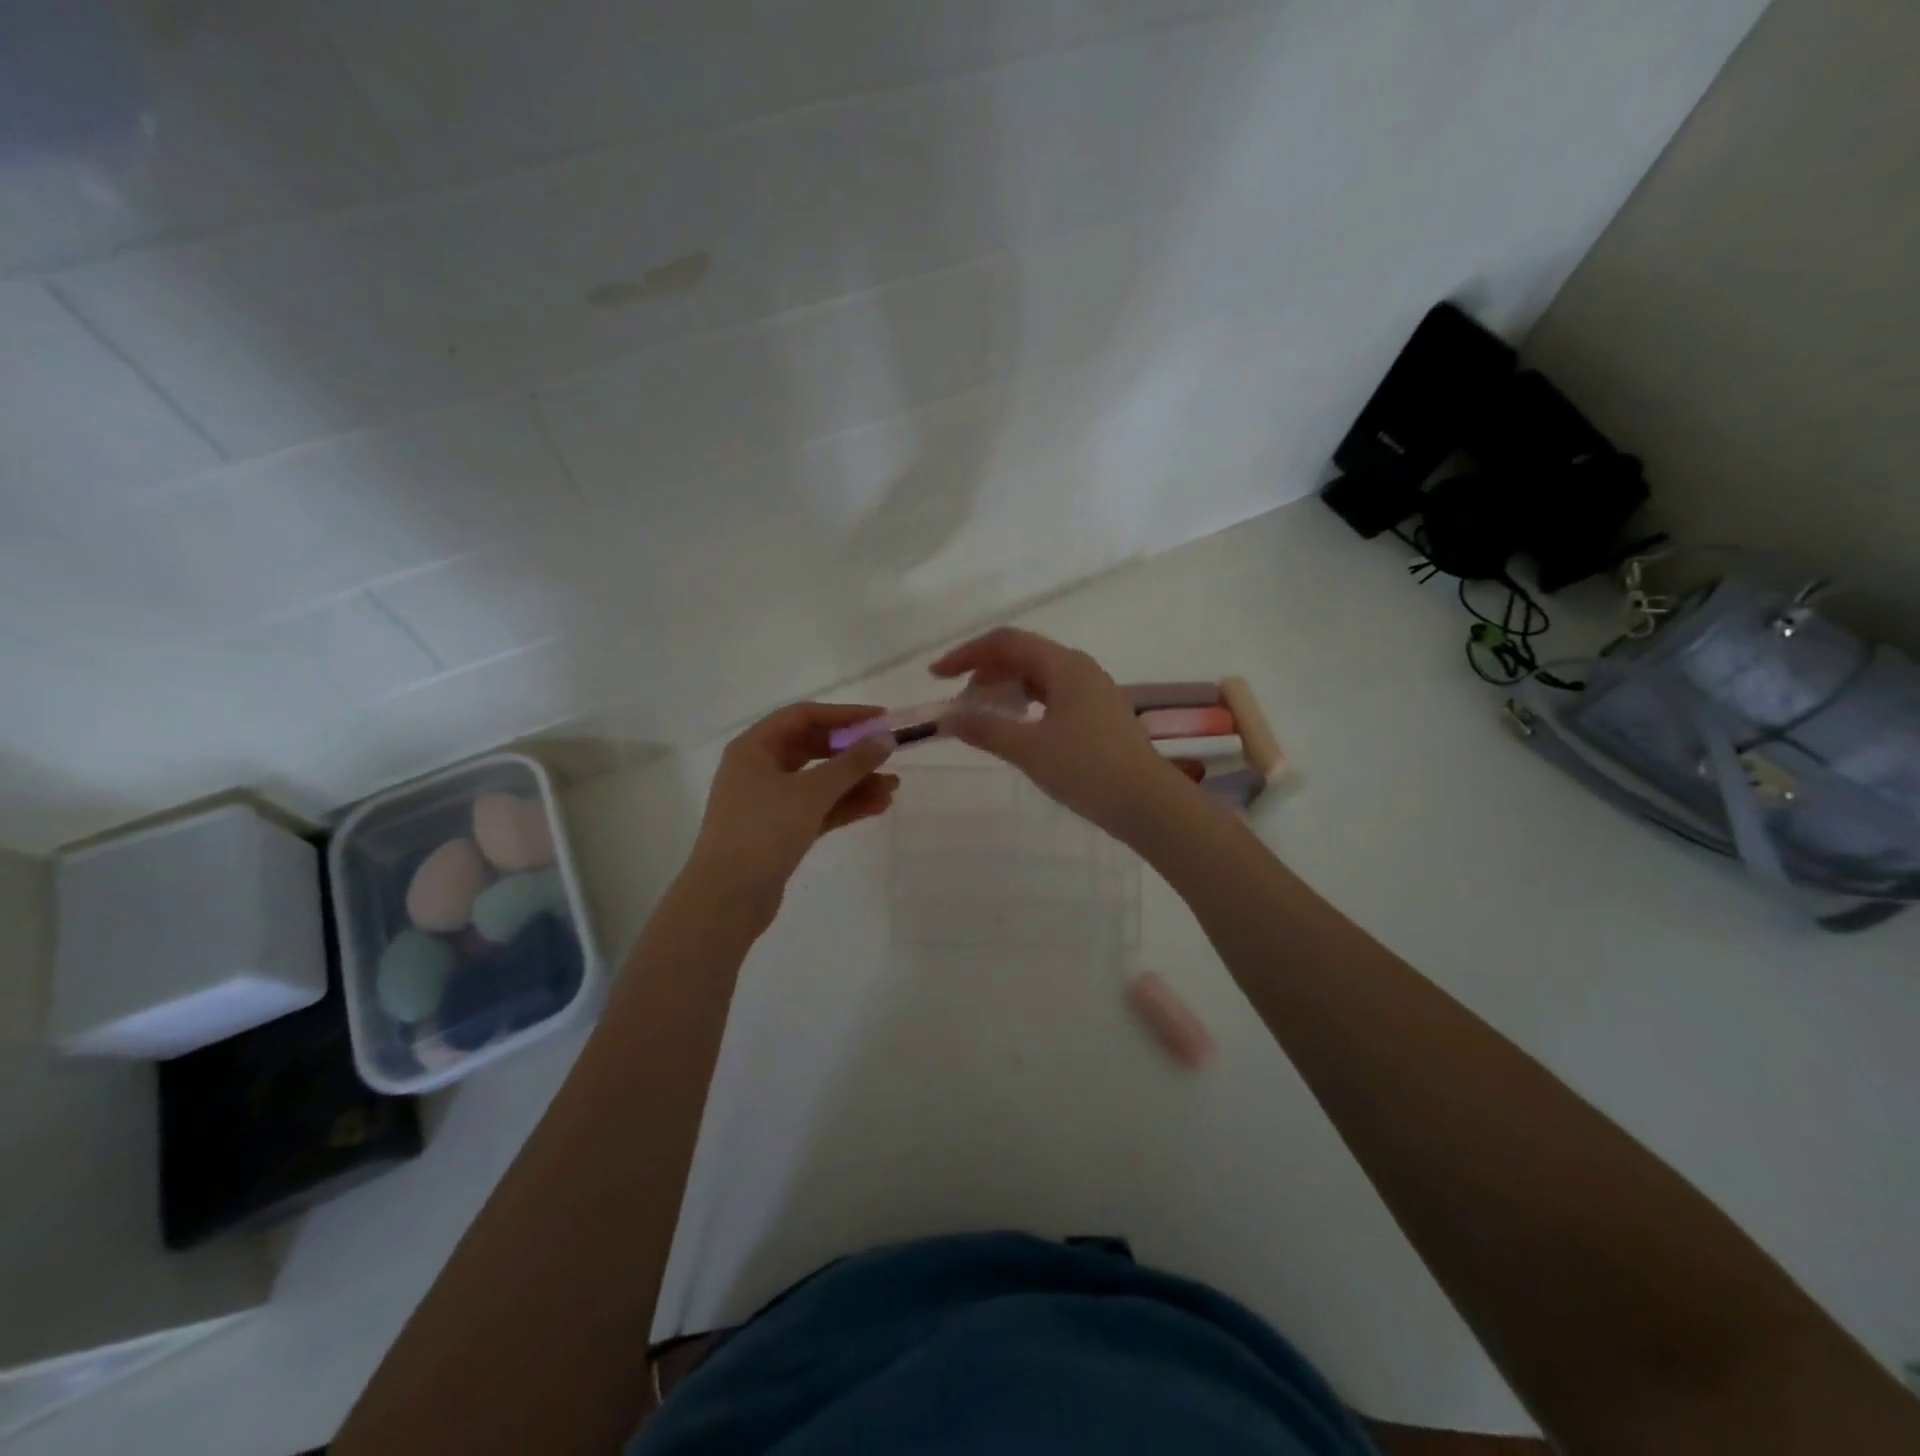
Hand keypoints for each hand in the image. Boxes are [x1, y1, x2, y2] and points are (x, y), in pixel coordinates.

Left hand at [684, 702, 897, 924]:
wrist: (727, 899)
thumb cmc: (763, 832)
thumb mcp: (811, 792)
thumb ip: (852, 763)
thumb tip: (886, 738)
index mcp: (754, 748)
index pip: (803, 716)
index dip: (843, 715)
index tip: (880, 720)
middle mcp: (758, 769)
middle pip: (812, 749)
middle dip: (852, 753)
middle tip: (888, 755)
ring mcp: (768, 802)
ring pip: (818, 782)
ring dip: (854, 783)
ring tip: (893, 788)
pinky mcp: (780, 831)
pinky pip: (817, 808)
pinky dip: (844, 806)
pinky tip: (877, 806)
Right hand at [931, 628, 1193, 838]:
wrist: (1148, 803)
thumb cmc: (1087, 769)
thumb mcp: (1028, 749)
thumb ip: (984, 728)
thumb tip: (947, 717)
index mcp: (1064, 665)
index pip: (1006, 642)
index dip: (967, 654)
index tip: (936, 676)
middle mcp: (1080, 669)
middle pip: (1023, 656)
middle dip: (985, 674)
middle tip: (960, 706)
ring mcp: (1093, 692)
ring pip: (1038, 678)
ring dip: (1005, 691)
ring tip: (983, 718)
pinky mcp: (1099, 716)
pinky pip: (1053, 697)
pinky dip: (1026, 706)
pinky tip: (1017, 729)